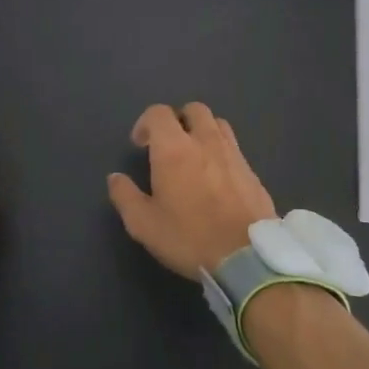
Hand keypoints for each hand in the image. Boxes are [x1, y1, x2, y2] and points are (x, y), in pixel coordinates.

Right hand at [107, 103, 276, 280]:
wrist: (247, 259)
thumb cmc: (189, 238)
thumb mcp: (144, 224)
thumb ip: (125, 196)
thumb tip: (115, 178)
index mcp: (174, 149)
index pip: (158, 113)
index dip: (145, 123)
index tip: (140, 145)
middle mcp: (206, 141)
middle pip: (193, 110)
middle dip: (178, 120)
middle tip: (168, 145)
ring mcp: (234, 154)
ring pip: (217, 124)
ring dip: (202, 131)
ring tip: (194, 156)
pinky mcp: (252, 171)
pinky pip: (234, 148)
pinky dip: (221, 152)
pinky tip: (216, 179)